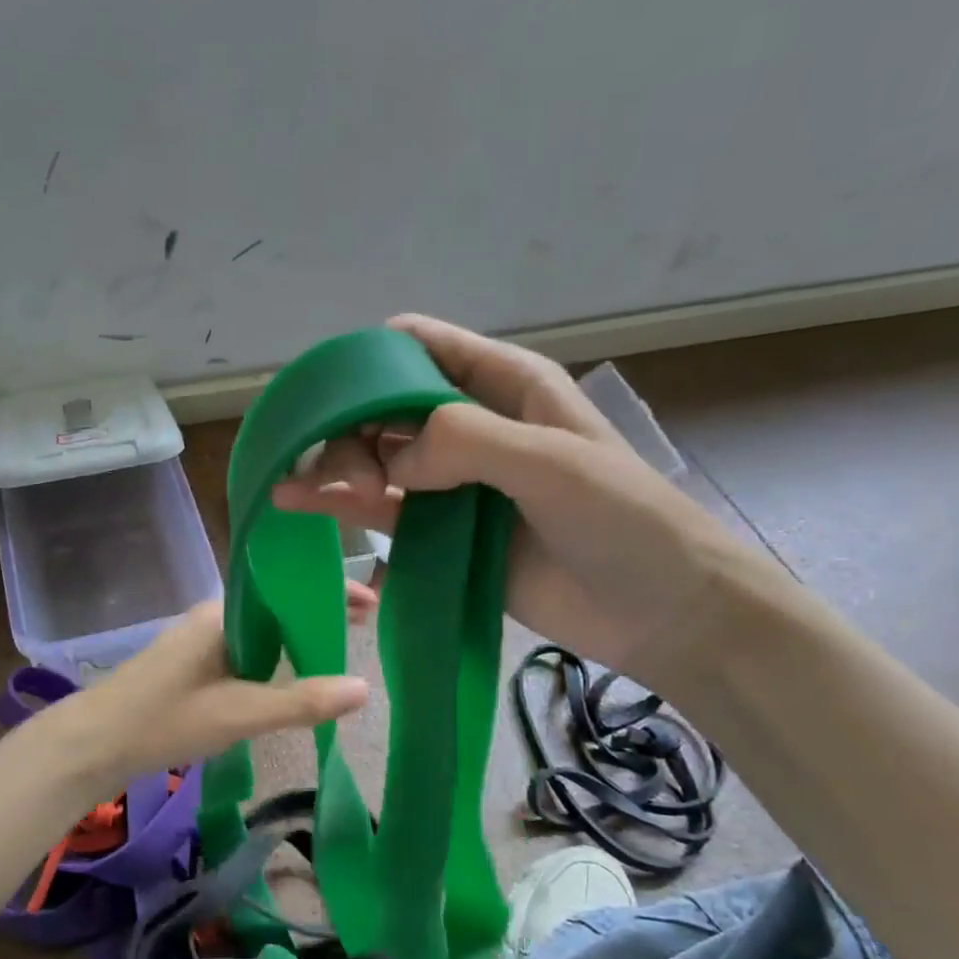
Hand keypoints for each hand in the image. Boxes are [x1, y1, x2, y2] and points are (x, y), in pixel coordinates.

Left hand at [54, 601, 368, 786]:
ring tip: (338, 645)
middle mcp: (212, 617)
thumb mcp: (239, 713)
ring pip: (260, 629)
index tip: (372, 601)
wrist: (93, 743)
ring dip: (296, 634)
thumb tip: (363, 687)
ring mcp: (199, 639)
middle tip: (365, 623)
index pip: (287, 590)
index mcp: (222, 614)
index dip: (330, 594)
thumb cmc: (165, 720)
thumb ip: (300, 701)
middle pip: (277, 606)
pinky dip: (274, 655)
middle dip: (319, 612)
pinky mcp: (191, 663)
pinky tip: (289, 672)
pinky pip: (244, 648)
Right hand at [271, 314, 756, 686]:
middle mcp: (470, 424)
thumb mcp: (554, 463)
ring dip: (335, 466)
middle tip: (355, 481)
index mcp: (502, 385)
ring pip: (374, 457)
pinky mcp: (441, 532)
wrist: (660, 612)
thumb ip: (467, 443)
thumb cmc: (624, 522)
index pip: (417, 345)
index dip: (368, 360)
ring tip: (300, 492)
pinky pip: (382, 509)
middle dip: (351, 429)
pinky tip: (298, 506)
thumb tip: (391, 462)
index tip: (330, 396)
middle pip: (382, 405)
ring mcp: (452, 481)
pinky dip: (340, 506)